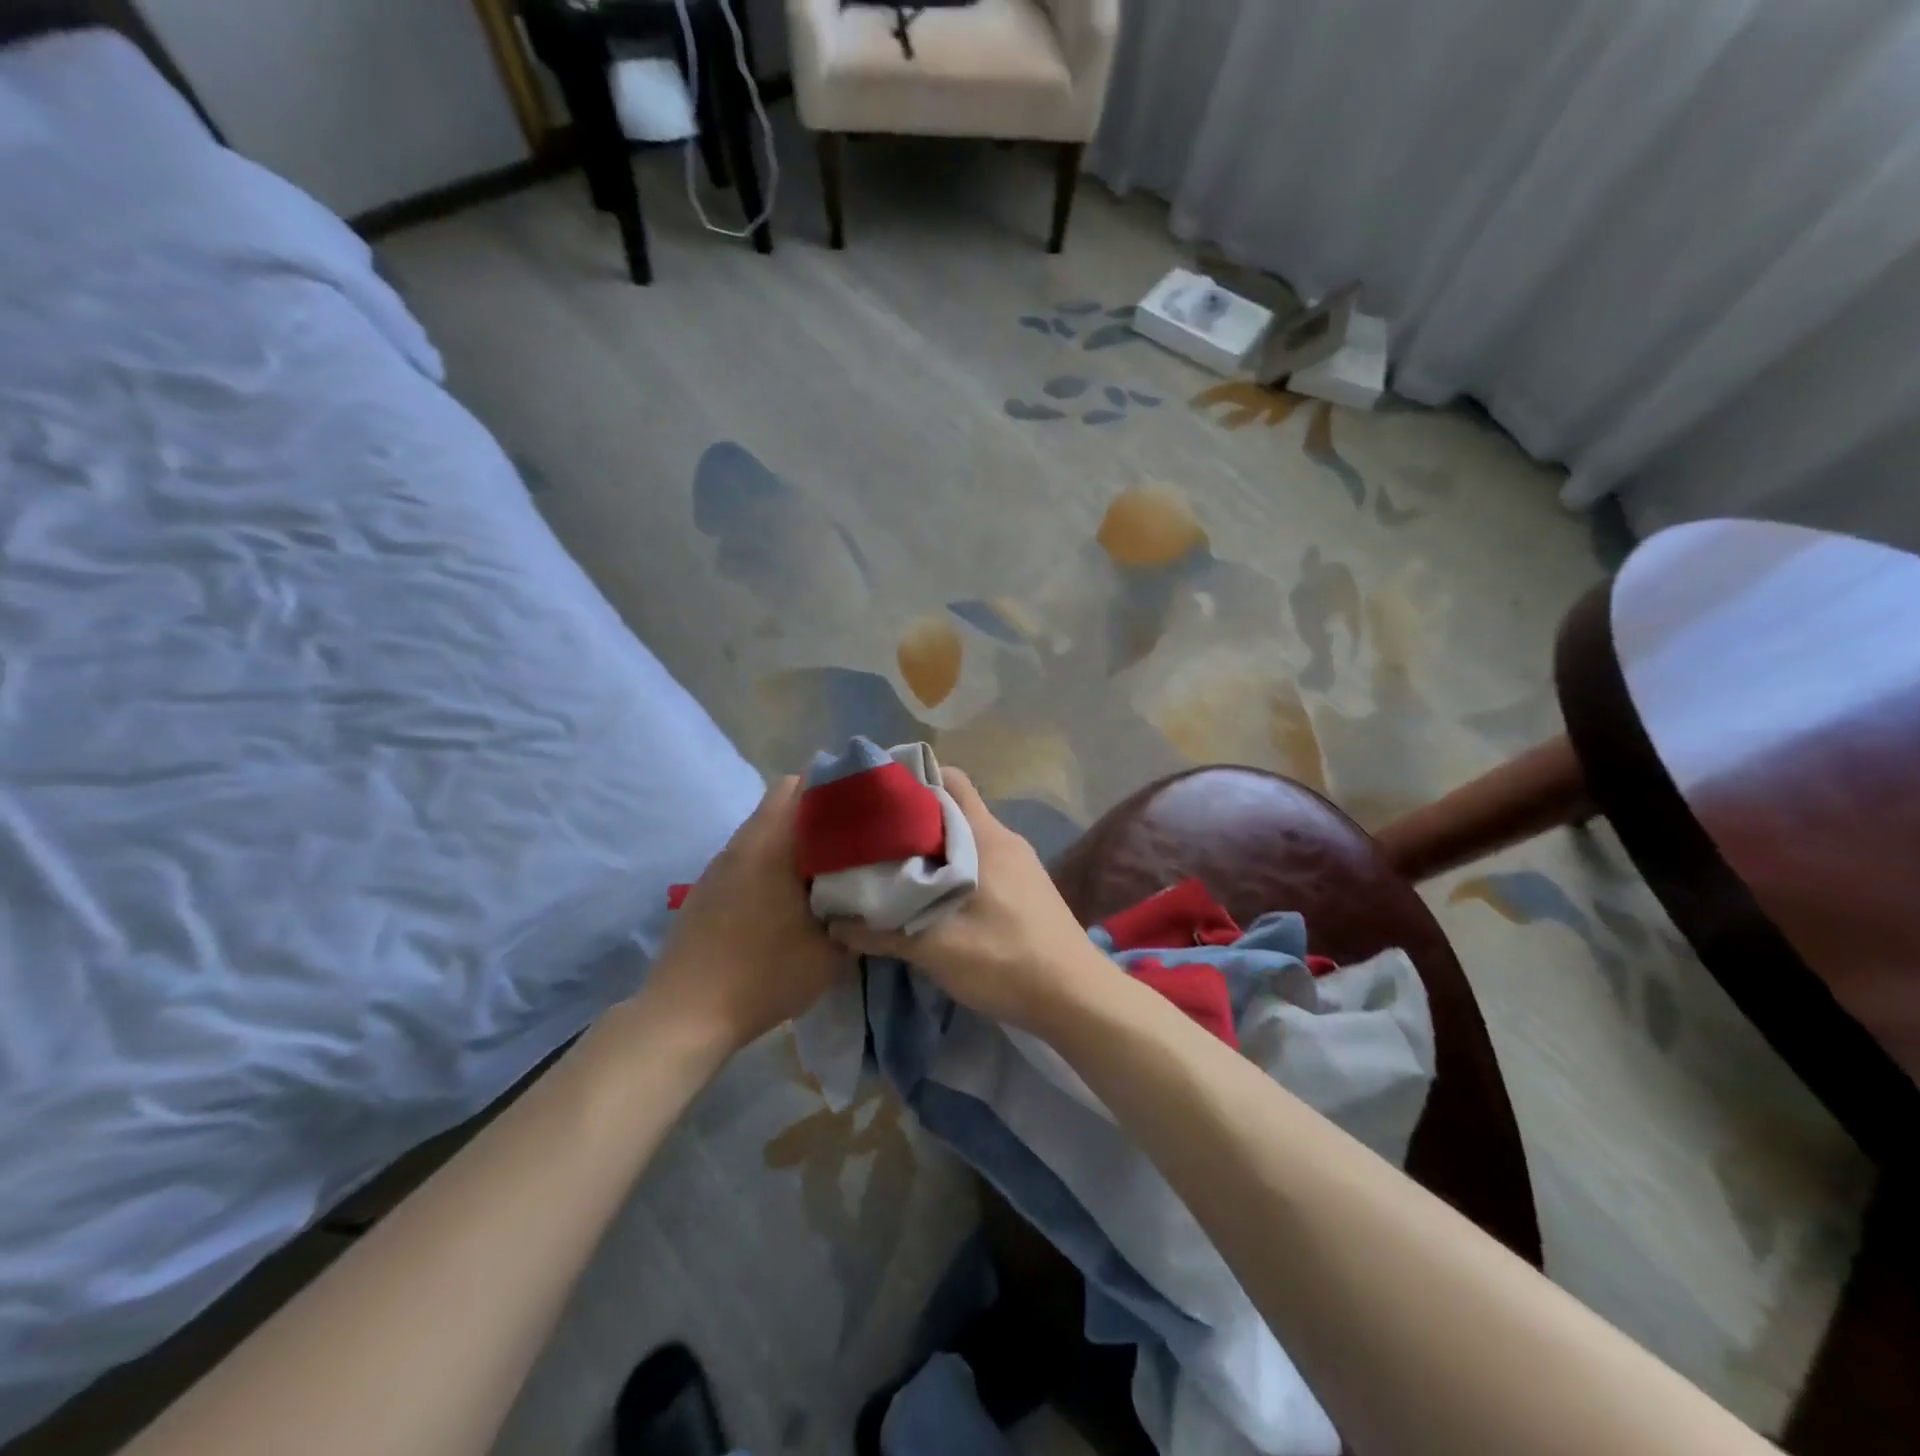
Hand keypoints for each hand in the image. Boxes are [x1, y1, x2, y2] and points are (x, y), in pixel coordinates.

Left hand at [642, 777, 844, 1051]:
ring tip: (827, 862)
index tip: (869, 802)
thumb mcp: (830, 952)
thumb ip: (858, 915)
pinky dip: (773, 856)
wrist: (686, 1013)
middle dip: (821, 806)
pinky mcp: (708, 886)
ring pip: (765, 825)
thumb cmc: (764, 976)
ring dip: (796, 833)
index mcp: (774, 843)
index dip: (840, 784)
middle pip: (784, 797)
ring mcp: (721, 862)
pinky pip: (749, 851)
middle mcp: (744, 841)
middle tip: (854, 833)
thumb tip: (873, 895)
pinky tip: (788, 893)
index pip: (805, 783)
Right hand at [826, 768, 1110, 1033]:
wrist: (1077, 996)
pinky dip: (953, 866)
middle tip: (873, 838)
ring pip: (967, 836)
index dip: (911, 780)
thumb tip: (835, 924)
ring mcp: (1019, 862)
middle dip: (914, 818)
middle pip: (954, 807)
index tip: (875, 798)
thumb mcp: (936, 949)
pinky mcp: (1026, 885)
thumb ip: (882, 933)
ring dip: (932, 846)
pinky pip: (981, 859)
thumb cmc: (1006, 961)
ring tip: (894, 867)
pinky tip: (932, 895)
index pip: (949, 780)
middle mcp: (1004, 838)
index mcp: (985, 837)